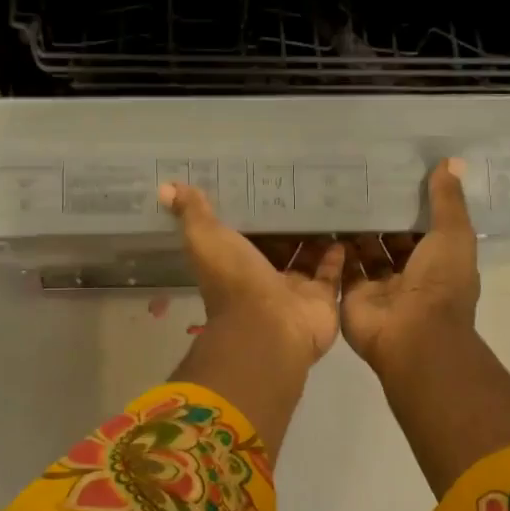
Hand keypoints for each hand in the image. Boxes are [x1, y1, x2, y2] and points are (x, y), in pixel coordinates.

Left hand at [162, 182, 343, 371]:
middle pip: (276, 245)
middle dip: (285, 223)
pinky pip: (332, 273)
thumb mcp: (205, 239)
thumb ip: (192, 213)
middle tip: (300, 188)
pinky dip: (336, 254)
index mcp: (234, 263)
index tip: (259, 182)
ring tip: (325, 204)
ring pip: (305, 257)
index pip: (243, 233)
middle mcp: (263, 277)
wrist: (269, 327)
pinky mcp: (322, 298)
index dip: (250, 212)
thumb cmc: (234, 281)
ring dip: (313, 236)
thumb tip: (166, 187)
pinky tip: (343, 228)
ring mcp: (294, 289)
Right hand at [340, 159, 479, 374]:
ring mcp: (378, 286)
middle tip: (357, 178)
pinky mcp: (351, 294)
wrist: (412, 334)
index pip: (423, 227)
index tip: (394, 172)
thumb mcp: (452, 235)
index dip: (412, 202)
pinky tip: (320, 219)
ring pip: (364, 251)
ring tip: (335, 193)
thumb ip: (447, 201)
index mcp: (438, 261)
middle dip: (378, 213)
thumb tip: (451, 161)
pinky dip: (333, 247)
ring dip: (354, 228)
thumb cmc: (439, 283)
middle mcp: (408, 273)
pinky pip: (341, 266)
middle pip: (390, 238)